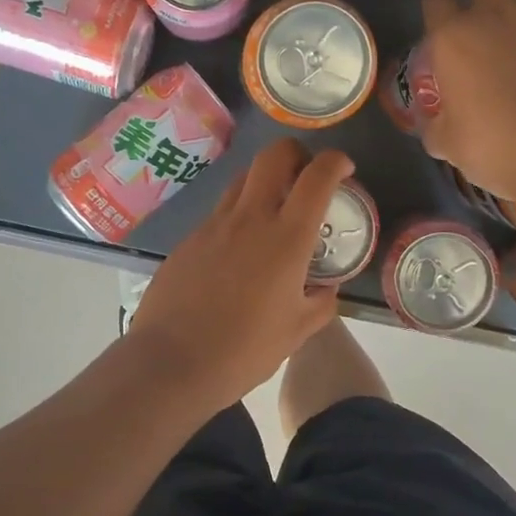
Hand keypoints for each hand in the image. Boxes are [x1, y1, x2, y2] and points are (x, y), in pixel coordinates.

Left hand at [127, 139, 352, 405]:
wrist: (171, 362)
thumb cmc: (243, 350)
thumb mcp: (296, 332)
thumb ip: (320, 304)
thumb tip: (327, 288)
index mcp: (286, 238)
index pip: (316, 177)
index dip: (335, 162)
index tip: (344, 169)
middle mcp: (250, 218)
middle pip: (273, 155)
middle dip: (296, 153)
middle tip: (305, 176)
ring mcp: (214, 225)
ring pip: (242, 179)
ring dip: (264, 181)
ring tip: (273, 211)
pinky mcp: (189, 239)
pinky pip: (220, 213)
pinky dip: (238, 216)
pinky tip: (239, 251)